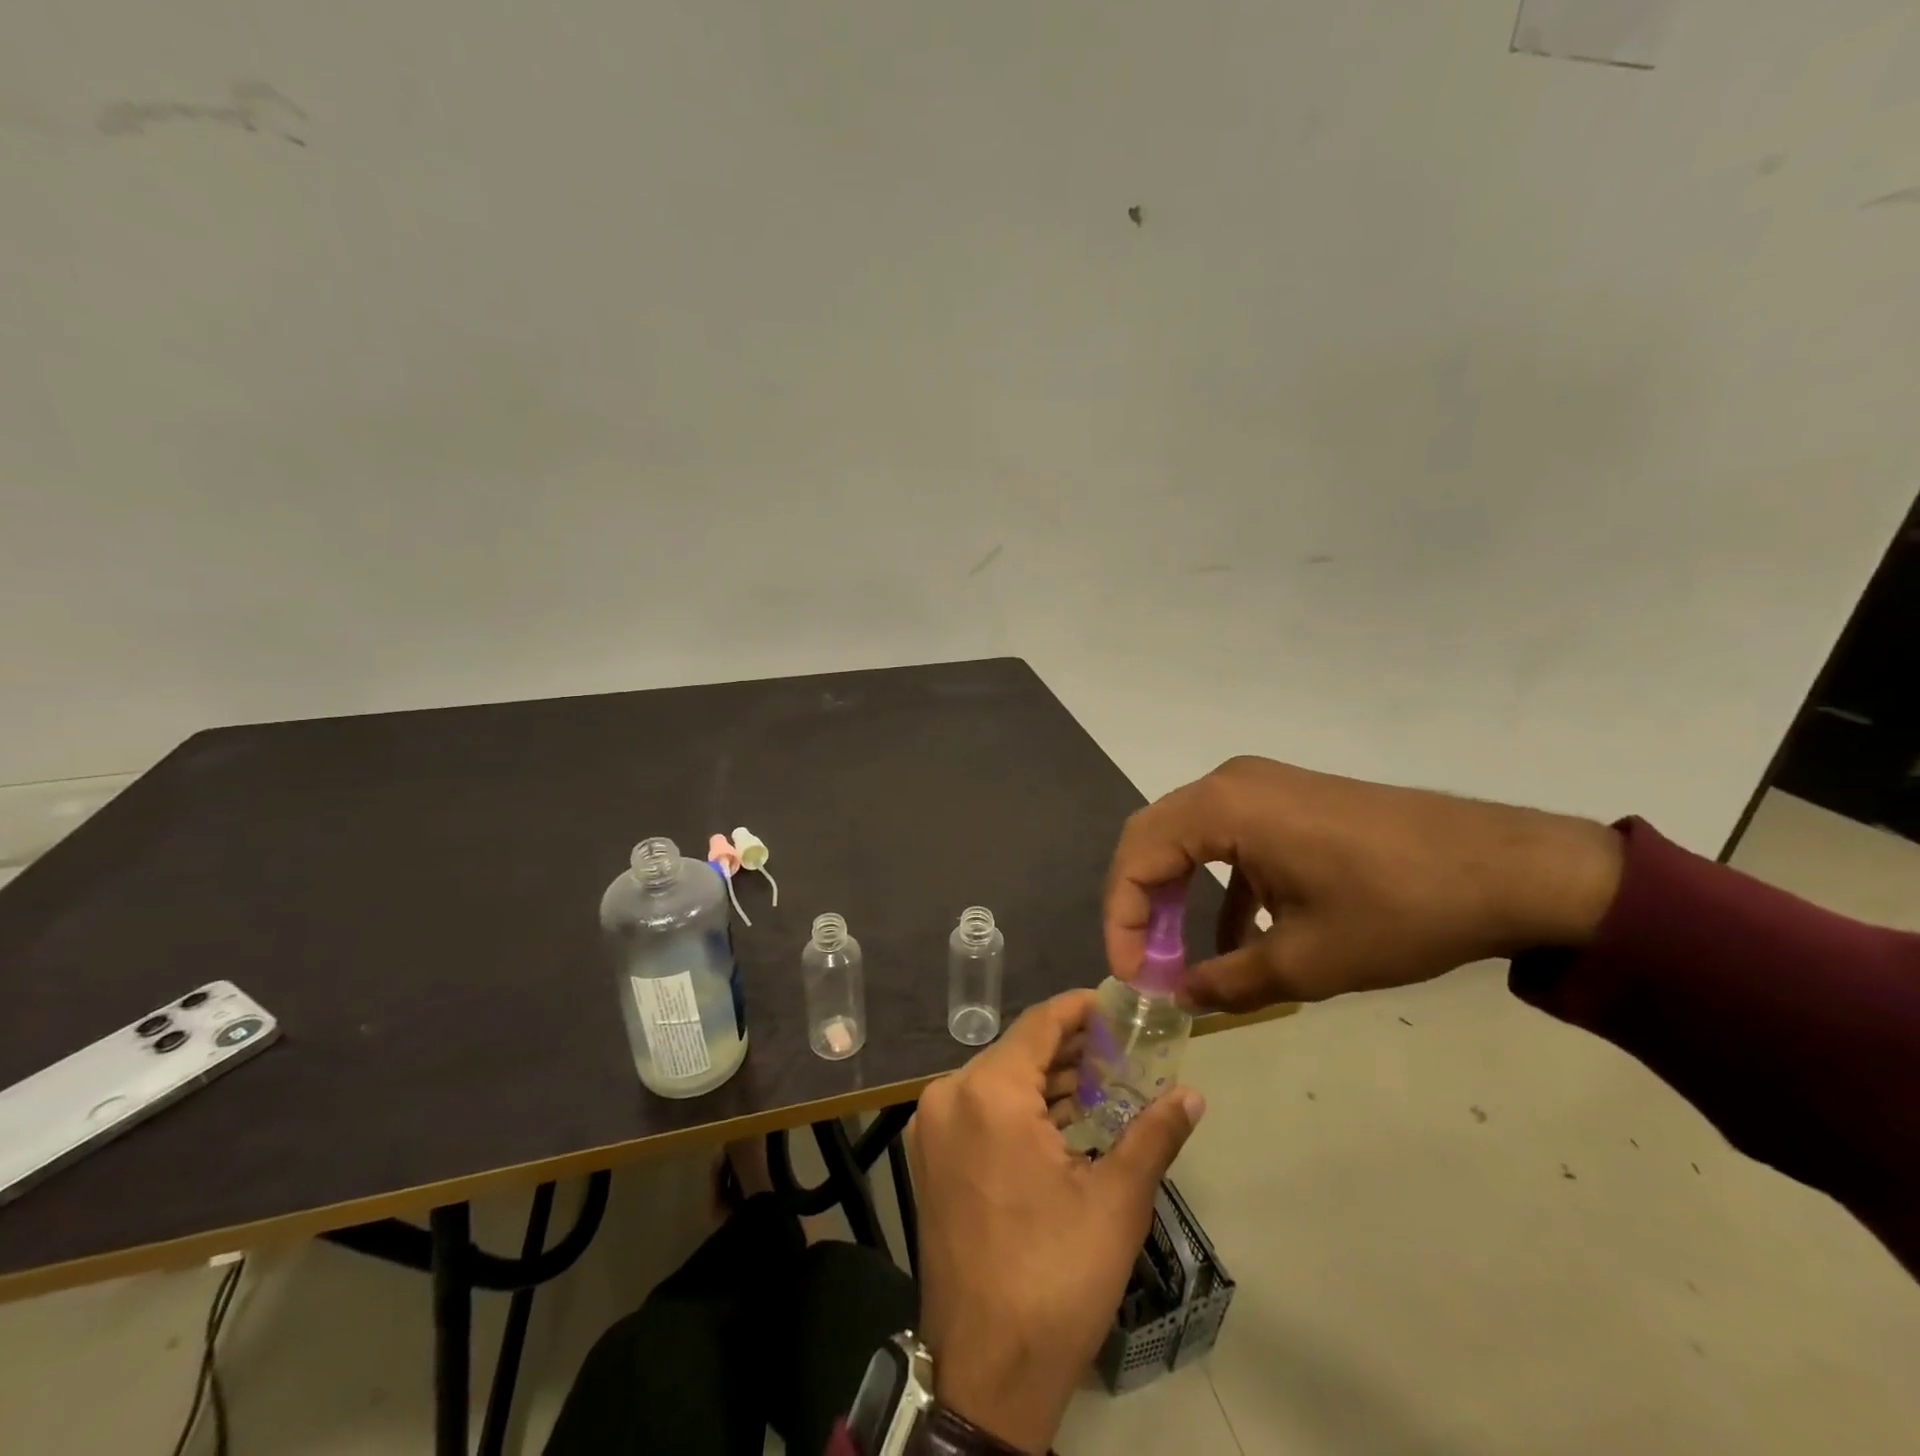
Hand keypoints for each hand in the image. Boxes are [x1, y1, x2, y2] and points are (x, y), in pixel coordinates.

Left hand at [906, 991, 1204, 1451]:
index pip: (1040, 1022)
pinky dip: (1021, 1108)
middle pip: (1019, 1050)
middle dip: (1072, 1049)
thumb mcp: (1116, 1201)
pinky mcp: (931, 1157)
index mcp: (988, 1091)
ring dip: (1048, 1080)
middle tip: (1125, 1052)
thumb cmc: (1054, 1277)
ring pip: (999, 1080)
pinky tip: (1064, 1120)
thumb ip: (1154, 1134)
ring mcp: (933, 1127)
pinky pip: (981, 1109)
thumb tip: (1192, 1094)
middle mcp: (950, 1095)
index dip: (1082, 1009)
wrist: (985, 1372)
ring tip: (1104, 1084)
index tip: (1120, 1007)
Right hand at [1104, 756, 1624, 1010]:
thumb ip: (1228, 982)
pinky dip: (1218, 885)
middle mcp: (1230, 783)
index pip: (1137, 857)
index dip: (1122, 920)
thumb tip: (1181, 999)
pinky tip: (1238, 937)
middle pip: (1153, 839)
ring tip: (1180, 956)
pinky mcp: (1289, 800)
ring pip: (1188, 838)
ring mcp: (1261, 787)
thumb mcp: (1307, 962)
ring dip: (1177, 894)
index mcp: (1222, 808)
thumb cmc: (1399, 910)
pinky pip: (1229, 838)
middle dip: (1140, 904)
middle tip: (1145, 963)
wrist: (1512, 870)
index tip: (1133, 978)